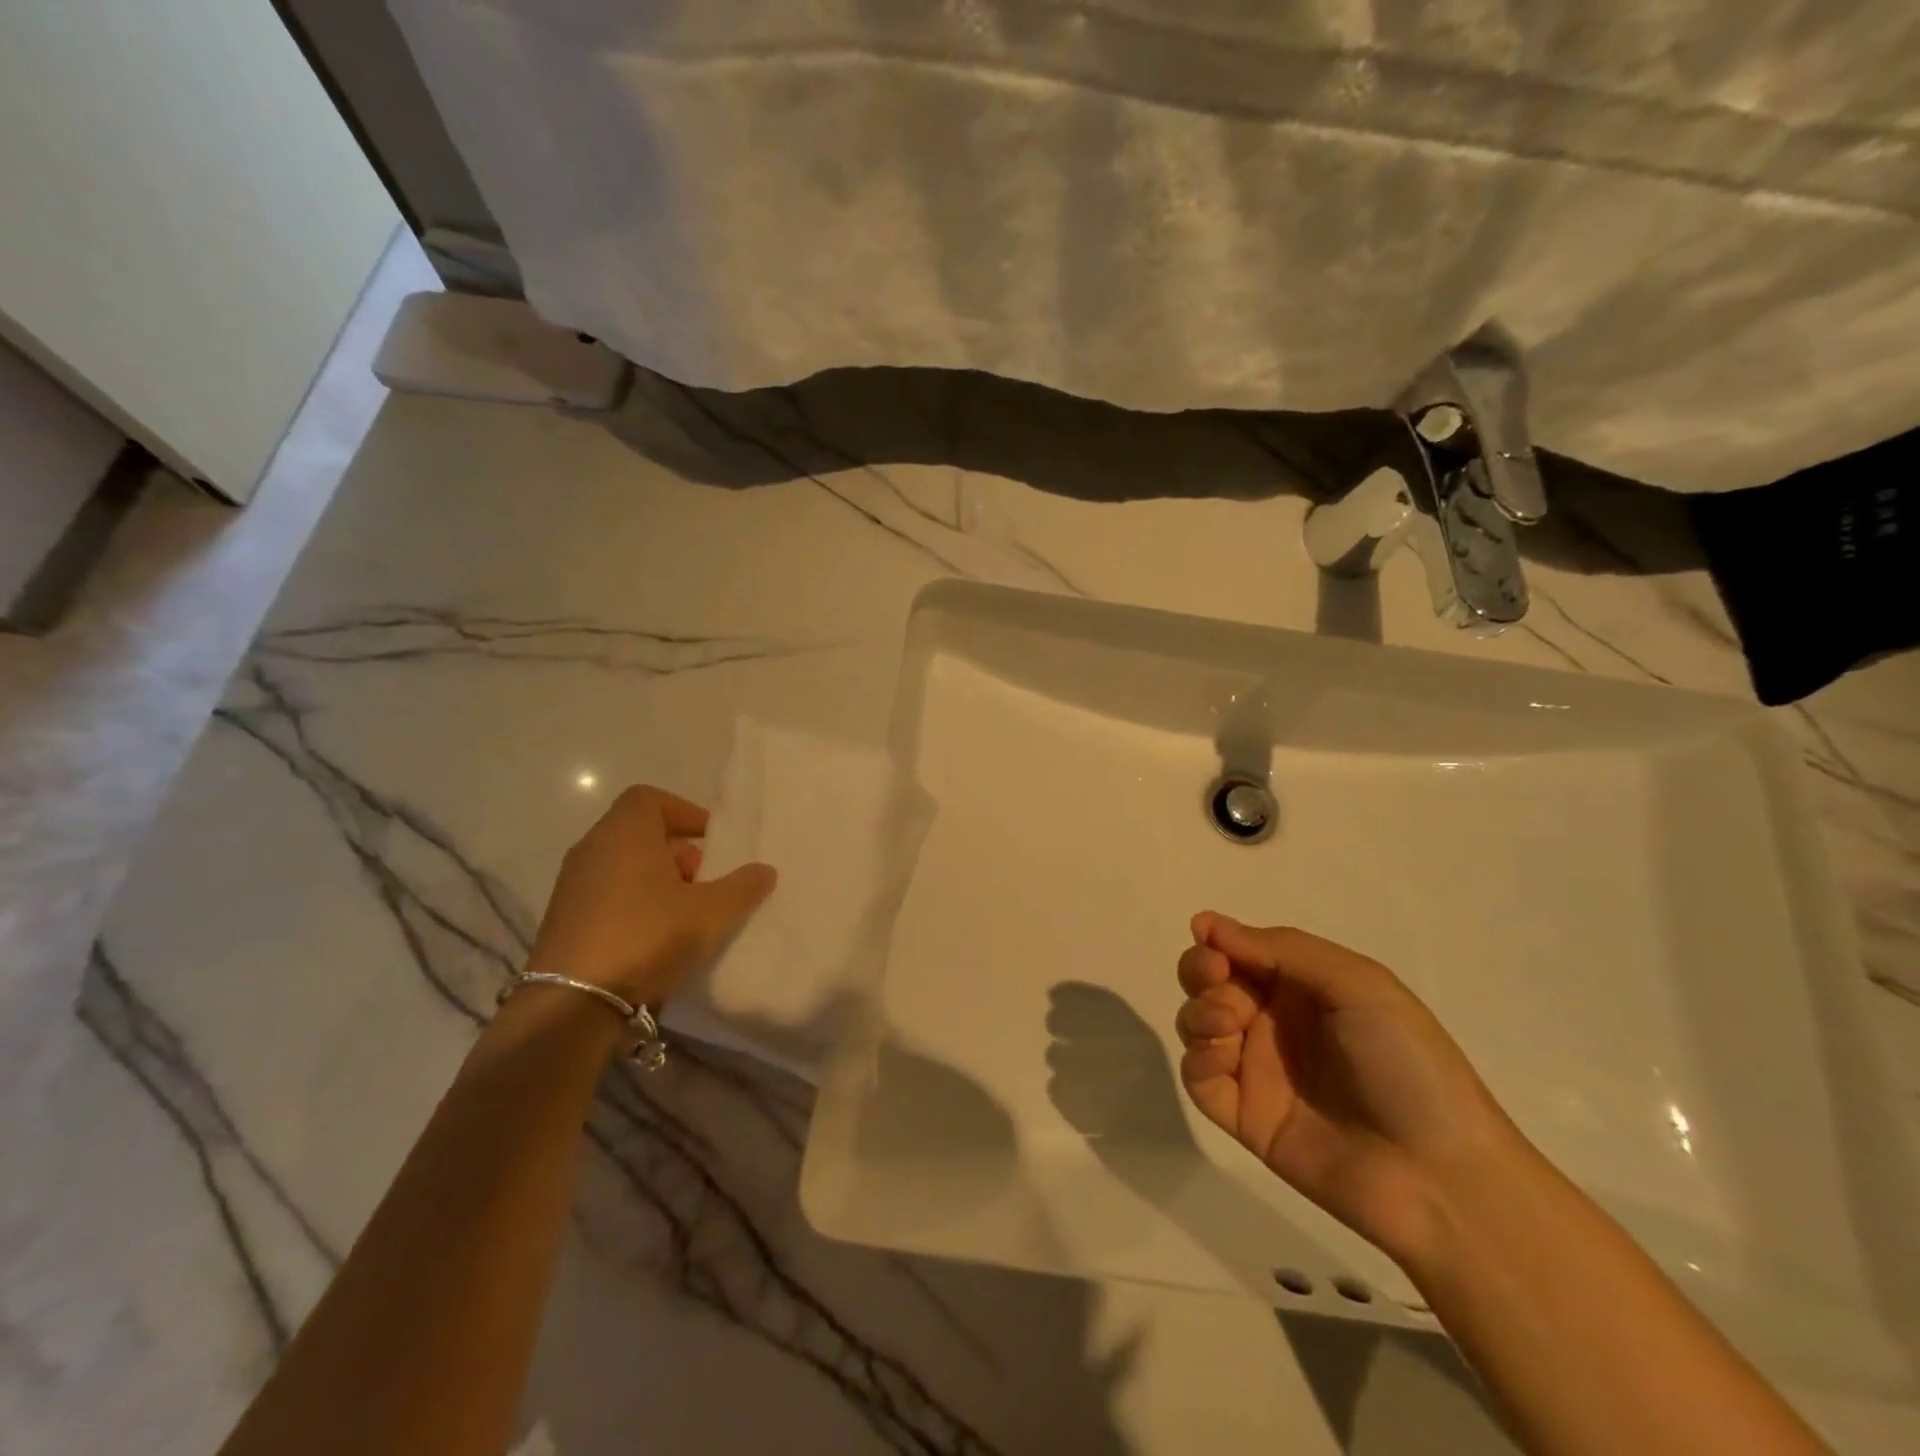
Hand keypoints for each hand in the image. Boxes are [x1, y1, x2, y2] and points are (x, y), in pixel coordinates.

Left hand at [526, 785, 775, 1005]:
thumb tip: (765, 870)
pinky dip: (634, 904)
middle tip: (706, 881)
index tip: (710, 840)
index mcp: (624, 832)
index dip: (684, 812)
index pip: (650, 798)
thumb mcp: (710, 912)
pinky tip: (656, 938)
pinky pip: (607, 895)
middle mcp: (592, 849)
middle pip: (639, 832)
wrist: (572, 1004)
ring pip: (623, 866)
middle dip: (678, 852)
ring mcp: (572, 885)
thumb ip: (742, 887)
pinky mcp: (563, 920)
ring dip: (657, 881)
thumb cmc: (646, 936)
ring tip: (686, 914)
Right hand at [1174, 912, 1527, 1267]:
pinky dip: (1196, 1058)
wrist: (1438, 1175)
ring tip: (1227, 1023)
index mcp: (1305, 987)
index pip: (1242, 950)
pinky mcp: (1244, 1116)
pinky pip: (1198, 1078)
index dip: (1218, 940)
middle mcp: (1275, 1022)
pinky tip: (1220, 1056)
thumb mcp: (1358, 985)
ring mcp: (1257, 1069)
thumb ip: (1282, 949)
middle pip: (1210, 982)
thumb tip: (1208, 923)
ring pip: (1197, 1023)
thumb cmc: (1406, 1063)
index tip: (1209, 940)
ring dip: (1198, 1011)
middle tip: (1215, 976)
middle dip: (1200, 969)